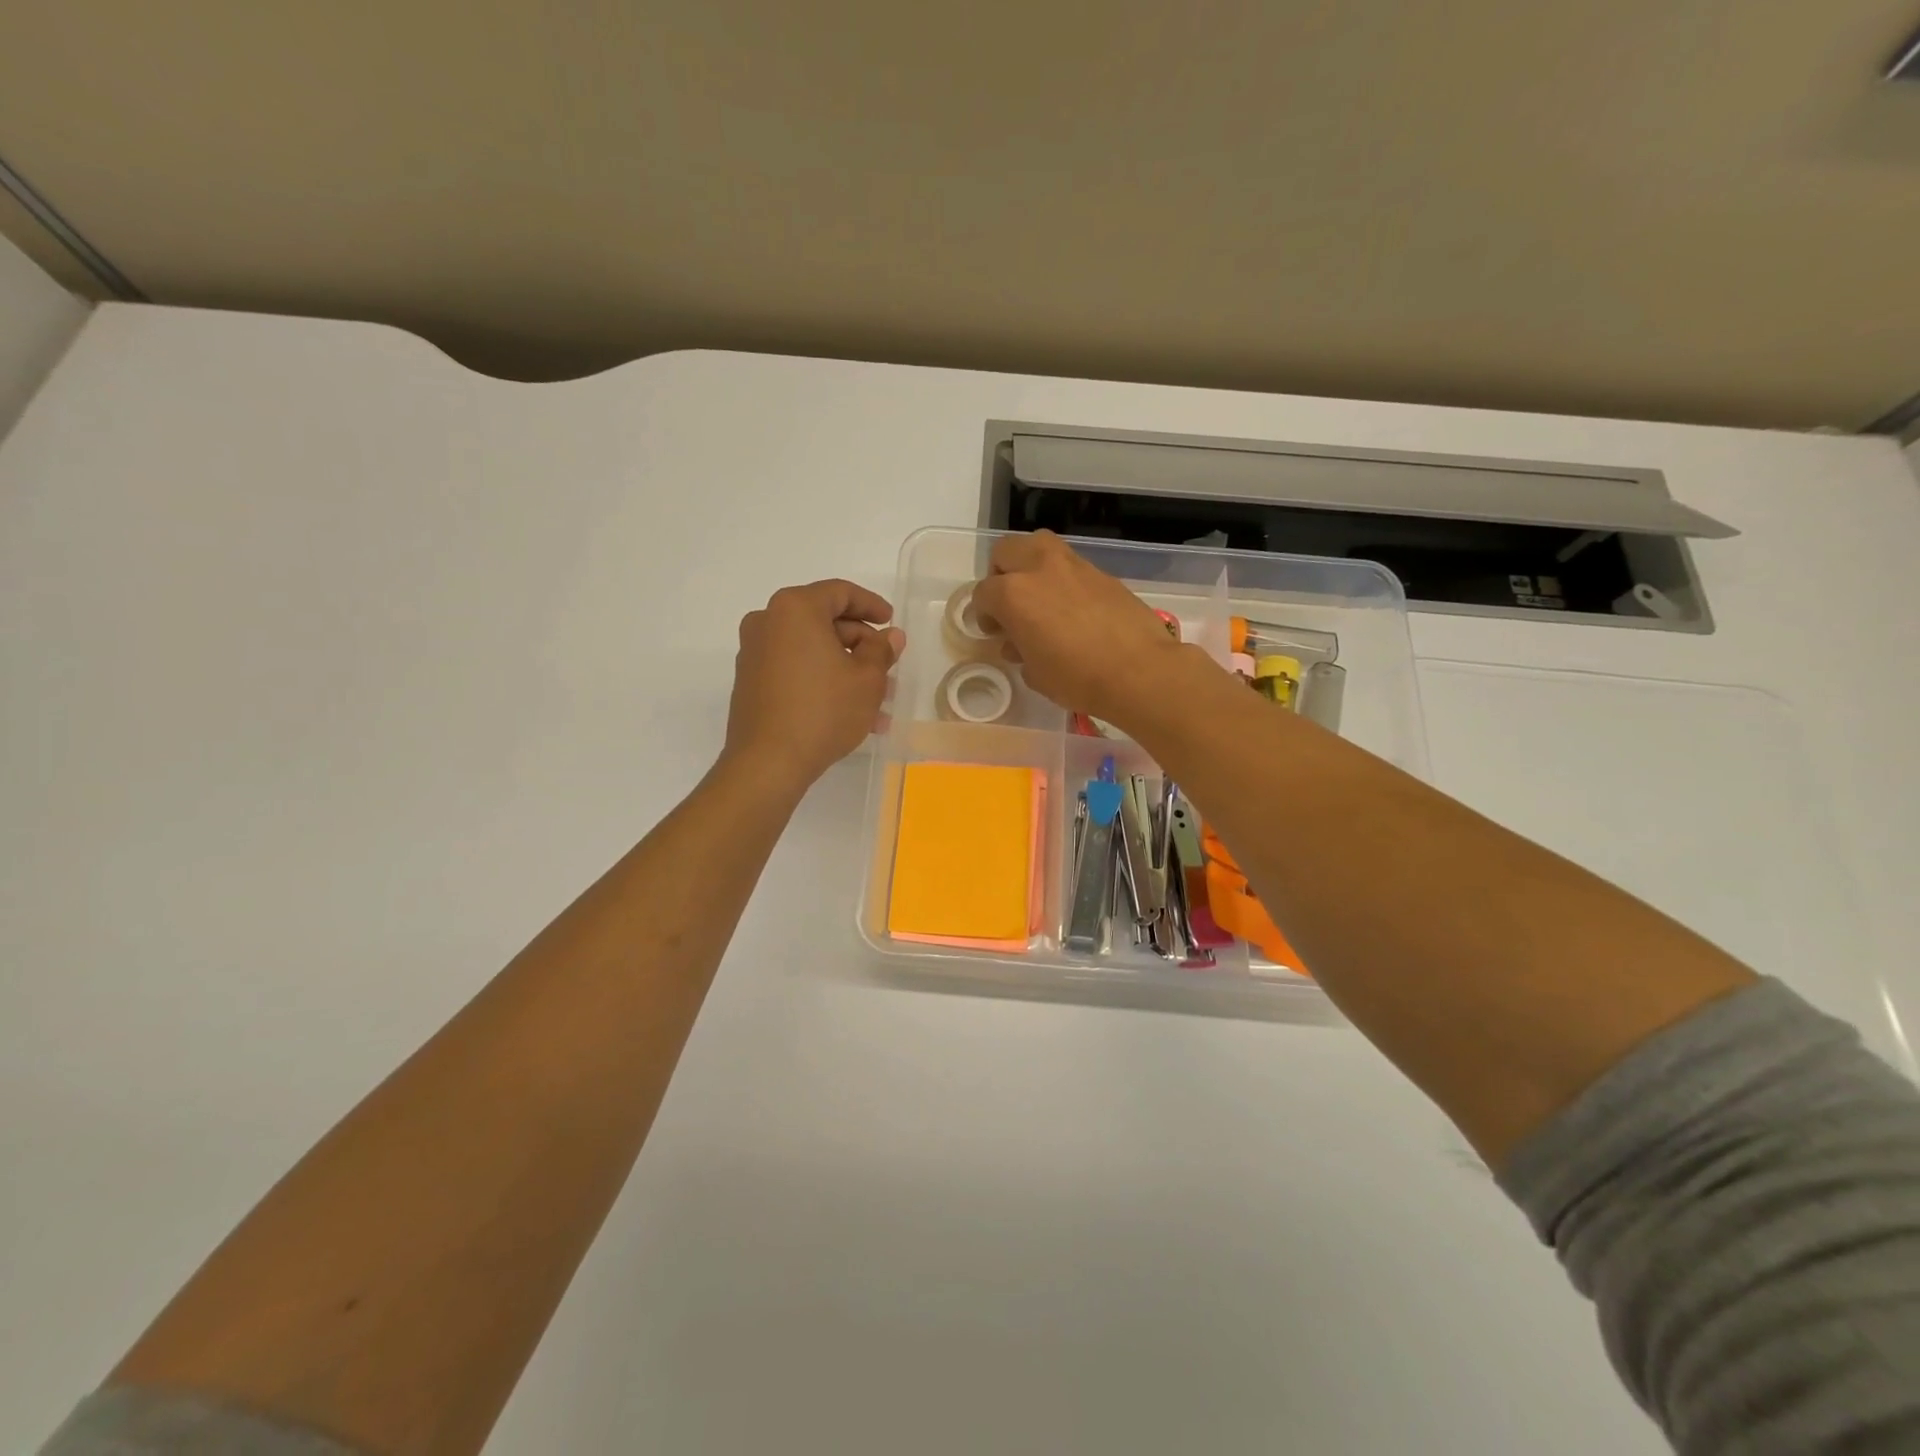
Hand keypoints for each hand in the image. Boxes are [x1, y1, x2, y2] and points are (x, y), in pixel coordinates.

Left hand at [725, 580, 902, 791]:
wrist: (768, 762)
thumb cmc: (823, 711)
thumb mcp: (867, 680)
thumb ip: (881, 650)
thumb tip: (890, 636)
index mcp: (795, 609)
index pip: (840, 593)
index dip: (872, 605)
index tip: (891, 622)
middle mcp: (768, 622)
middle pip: (824, 621)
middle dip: (861, 645)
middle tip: (888, 668)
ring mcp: (754, 652)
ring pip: (812, 650)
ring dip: (846, 669)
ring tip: (877, 702)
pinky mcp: (751, 681)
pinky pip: (795, 669)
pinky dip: (822, 680)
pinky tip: (849, 711)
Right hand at [970, 531, 1191, 725]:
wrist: (1139, 671)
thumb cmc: (1077, 678)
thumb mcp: (1035, 673)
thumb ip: (1019, 650)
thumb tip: (1019, 643)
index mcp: (1013, 594)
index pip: (983, 593)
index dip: (983, 614)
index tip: (994, 632)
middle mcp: (1040, 568)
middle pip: (1006, 551)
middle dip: (1001, 574)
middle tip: (1010, 604)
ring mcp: (1073, 565)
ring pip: (1039, 546)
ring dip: (1031, 566)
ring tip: (1040, 598)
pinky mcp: (1101, 572)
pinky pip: (1070, 565)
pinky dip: (1062, 578)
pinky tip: (1072, 608)